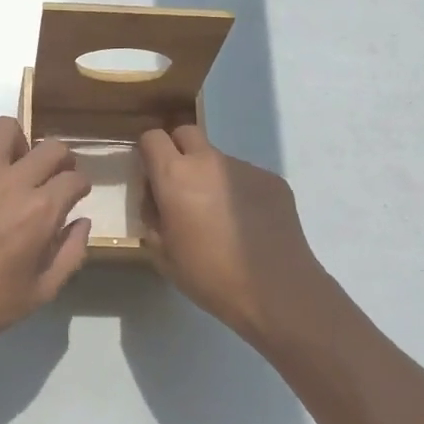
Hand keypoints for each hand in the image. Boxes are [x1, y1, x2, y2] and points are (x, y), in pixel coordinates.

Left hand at [0, 117, 91, 370]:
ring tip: (14, 166)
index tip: (74, 195)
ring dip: (18, 144)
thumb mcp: (40, 293)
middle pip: (51, 147)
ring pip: (7, 128)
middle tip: (53, 176)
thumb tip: (81, 221)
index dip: (80, 186)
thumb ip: (70, 254)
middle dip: (60, 160)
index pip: (74, 178)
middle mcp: (12, 182)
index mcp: (40, 212)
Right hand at [138, 125, 337, 345]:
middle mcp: (209, 161)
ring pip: (217, 158)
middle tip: (180, 187)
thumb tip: (157, 200)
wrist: (276, 290)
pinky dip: (238, 191)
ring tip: (219, 216)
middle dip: (177, 151)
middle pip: (186, 133)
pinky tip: (247, 224)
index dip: (147, 153)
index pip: (152, 137)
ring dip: (210, 175)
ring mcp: (244, 167)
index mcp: (175, 175)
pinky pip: (244, 176)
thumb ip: (152, 216)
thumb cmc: (209, 275)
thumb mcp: (162, 252)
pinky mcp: (272, 180)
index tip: (151, 178)